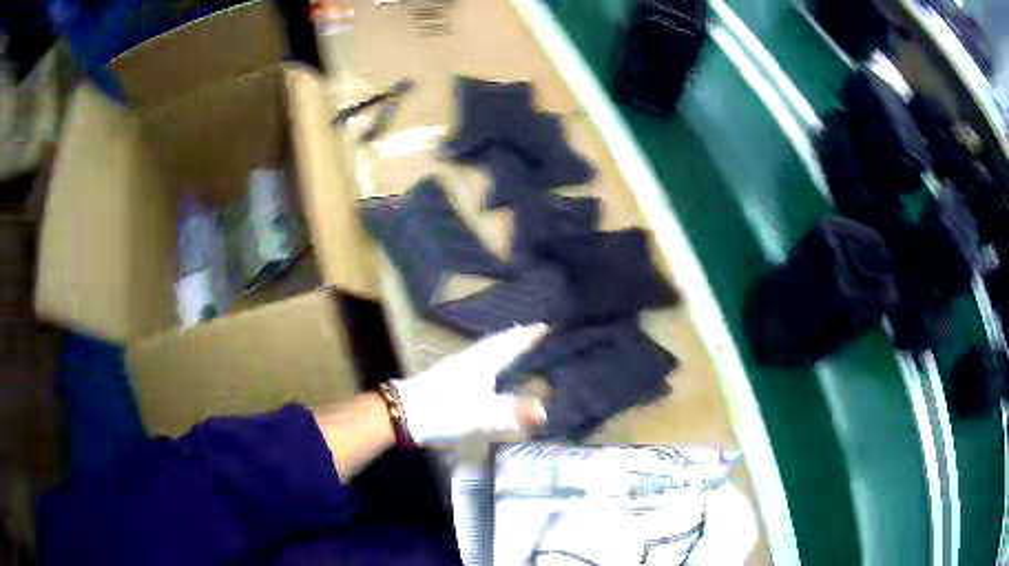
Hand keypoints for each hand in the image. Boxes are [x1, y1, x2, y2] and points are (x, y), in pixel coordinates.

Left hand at [392, 324, 547, 444]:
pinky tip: (486, 366)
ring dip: (501, 345)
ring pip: (485, 350)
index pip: (509, 345)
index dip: (526, 337)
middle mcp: (471, 358)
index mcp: (483, 362)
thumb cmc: (448, 410)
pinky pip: (477, 359)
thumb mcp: (485, 415)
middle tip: (530, 332)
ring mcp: (456, 365)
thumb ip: (513, 412)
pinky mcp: (446, 375)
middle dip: (514, 337)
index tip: (543, 327)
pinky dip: (489, 356)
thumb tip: (544, 410)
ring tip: (513, 344)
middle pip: (496, 343)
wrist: (405, 412)